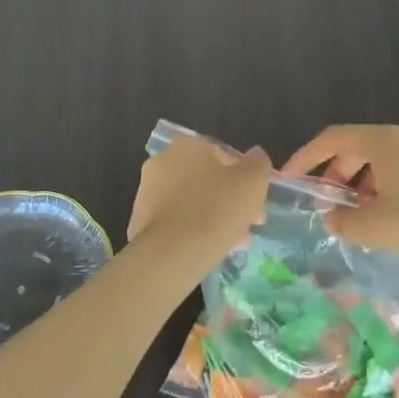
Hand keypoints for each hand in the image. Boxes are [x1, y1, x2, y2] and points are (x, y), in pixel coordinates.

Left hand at [128, 135, 272, 264]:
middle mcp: (162, 161)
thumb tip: (255, 156)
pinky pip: (176, 221)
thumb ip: (258, 163)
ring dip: (214, 218)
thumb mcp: (253, 182)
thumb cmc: (217, 209)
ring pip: (192, 202)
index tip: (256, 205)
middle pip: (207, 180)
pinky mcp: (140, 220)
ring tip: (233, 243)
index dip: (245, 181)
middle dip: (230, 201)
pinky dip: (192, 231)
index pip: (224, 157)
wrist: (172, 253)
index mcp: (188, 145)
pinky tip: (208, 250)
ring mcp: (147, 191)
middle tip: (249, 226)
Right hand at [282, 124, 398, 270]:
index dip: (305, 156)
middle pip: (354, 149)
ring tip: (354, 219)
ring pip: (378, 164)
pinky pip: (398, 174)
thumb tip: (332, 218)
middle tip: (324, 205)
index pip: (331, 138)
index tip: (289, 179)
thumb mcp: (377, 226)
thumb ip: (345, 222)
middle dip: (333, 175)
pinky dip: (381, 191)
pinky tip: (386, 221)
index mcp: (381, 142)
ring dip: (358, 187)